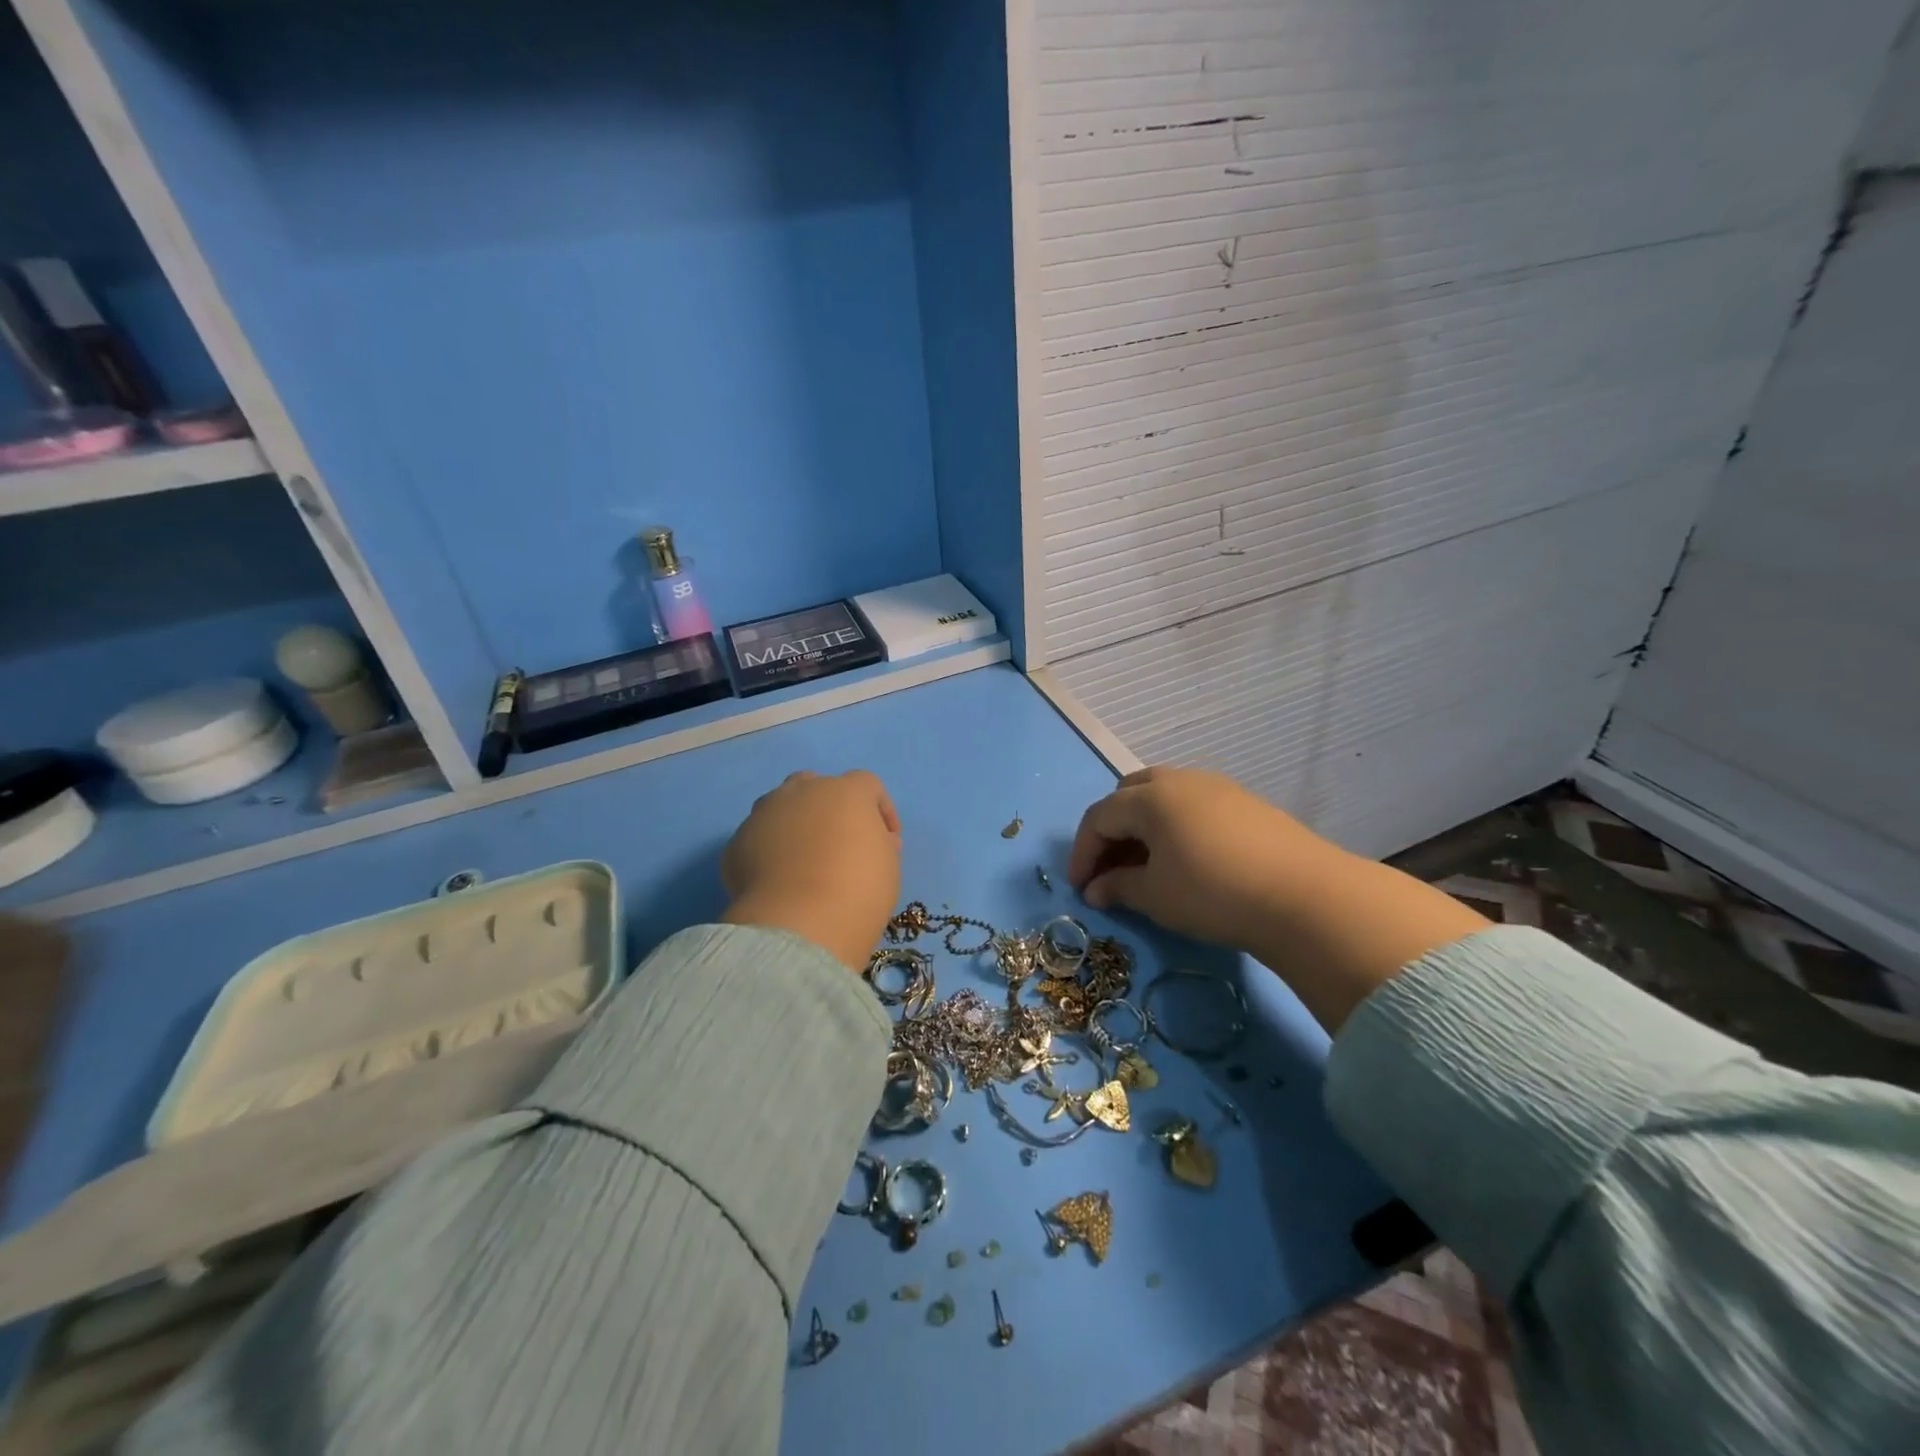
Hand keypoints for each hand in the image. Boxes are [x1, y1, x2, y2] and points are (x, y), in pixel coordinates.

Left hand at [720, 770, 901, 970]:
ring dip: (794, 825)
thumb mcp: (888, 864)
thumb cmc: (859, 888)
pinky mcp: (736, 843)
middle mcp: (802, 791)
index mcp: (846, 791)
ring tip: (802, 860)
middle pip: (816, 786)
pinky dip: (768, 853)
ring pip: (780, 807)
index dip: (881, 810)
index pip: (868, 785)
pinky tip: (777, 882)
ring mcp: (764, 814)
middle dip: (829, 809)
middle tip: (839, 843)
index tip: (888, 842)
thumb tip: (867, 840)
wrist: (800, 923)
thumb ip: (879, 841)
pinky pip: (758, 839)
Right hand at [1067, 766, 1487, 1030]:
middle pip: (1128, 795)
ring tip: (1147, 865)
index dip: (1082, 852)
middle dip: (1111, 830)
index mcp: (1149, 797)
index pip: (1098, 817)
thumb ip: (1118, 887)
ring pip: (1162, 797)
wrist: (1305, 896)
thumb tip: (1096, 889)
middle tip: (1110, 868)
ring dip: (1143, 827)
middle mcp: (1178, 780)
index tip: (1079, 887)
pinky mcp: (1245, 801)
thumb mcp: (1156, 895)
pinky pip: (1193, 805)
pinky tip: (1187, 859)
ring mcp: (1216, 786)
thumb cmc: (1213, 892)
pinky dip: (1175, 826)